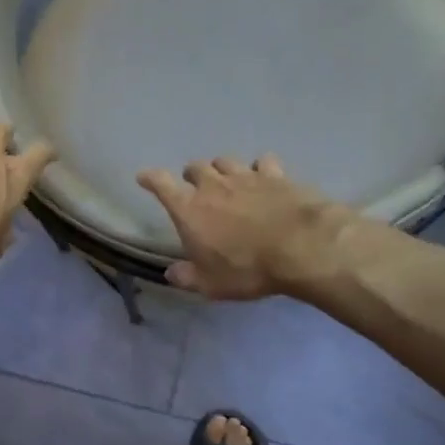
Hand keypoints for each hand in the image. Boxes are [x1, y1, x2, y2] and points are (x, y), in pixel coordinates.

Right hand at [137, 155, 354, 299]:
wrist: (301, 247)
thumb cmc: (246, 268)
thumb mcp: (210, 284)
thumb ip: (187, 277)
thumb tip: (171, 273)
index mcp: (189, 209)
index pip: (161, 184)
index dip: (150, 179)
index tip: (144, 177)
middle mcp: (213, 185)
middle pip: (195, 168)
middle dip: (191, 175)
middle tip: (194, 186)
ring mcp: (246, 176)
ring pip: (226, 161)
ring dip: (221, 169)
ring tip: (226, 180)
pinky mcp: (277, 175)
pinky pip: (263, 162)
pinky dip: (259, 168)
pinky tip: (265, 177)